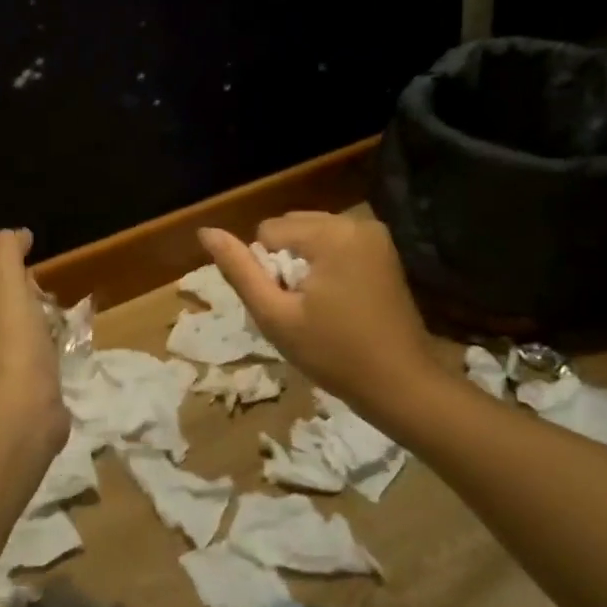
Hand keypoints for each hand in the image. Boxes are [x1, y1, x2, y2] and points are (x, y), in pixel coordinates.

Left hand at [0, 229, 70, 451]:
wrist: (22, 416)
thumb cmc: (11, 346)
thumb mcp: (7, 285)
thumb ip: (7, 252)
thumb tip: (18, 234)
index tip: (28, 280)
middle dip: (18, 309)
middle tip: (46, 304)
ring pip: (10, 349)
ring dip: (31, 338)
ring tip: (58, 330)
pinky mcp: (13, 406)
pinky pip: (28, 375)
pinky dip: (42, 365)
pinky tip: (59, 362)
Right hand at [198, 212, 433, 409]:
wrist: (401, 384)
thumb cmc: (333, 354)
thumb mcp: (275, 316)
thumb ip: (239, 270)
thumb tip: (205, 232)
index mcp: (330, 234)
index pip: (267, 232)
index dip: (266, 271)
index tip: (288, 306)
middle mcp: (355, 222)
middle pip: (291, 226)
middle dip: (285, 261)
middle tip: (301, 308)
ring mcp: (375, 234)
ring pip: (312, 234)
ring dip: (303, 263)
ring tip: (318, 306)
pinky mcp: (385, 250)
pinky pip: (336, 243)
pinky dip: (326, 264)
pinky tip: (336, 300)